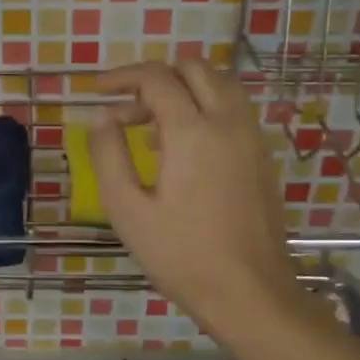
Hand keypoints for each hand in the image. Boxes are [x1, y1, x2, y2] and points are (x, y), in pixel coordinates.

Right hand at [90, 59, 305, 333]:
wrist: (249, 292)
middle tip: (127, 109)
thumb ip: (108, 155)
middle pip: (194, 68)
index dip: (122, 77)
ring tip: (152, 124)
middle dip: (156, 78)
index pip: (156, 78)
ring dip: (184, 89)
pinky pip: (233, 109)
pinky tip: (183, 147)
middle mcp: (227, 121)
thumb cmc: (181, 255)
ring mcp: (252, 137)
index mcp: (192, 131)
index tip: (97, 92)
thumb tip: (101, 117)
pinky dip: (205, 107)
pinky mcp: (262, 155)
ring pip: (219, 84)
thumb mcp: (127, 209)